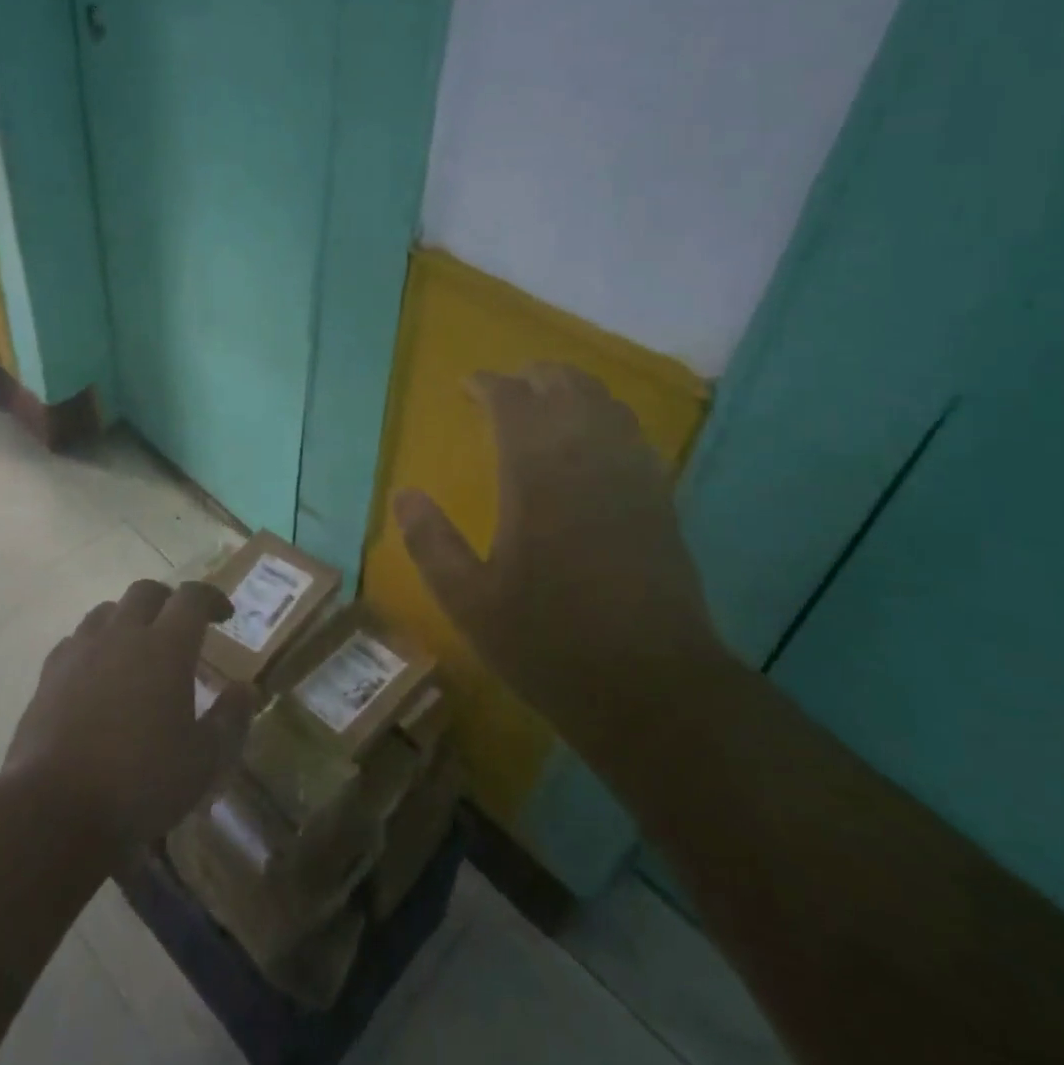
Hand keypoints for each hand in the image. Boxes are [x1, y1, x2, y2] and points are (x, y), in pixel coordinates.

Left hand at [5, 579, 255, 862]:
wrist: (52, 809)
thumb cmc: (140, 782)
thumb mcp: (203, 761)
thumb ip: (230, 719)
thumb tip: (245, 689)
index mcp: (167, 646)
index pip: (192, 597)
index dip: (211, 597)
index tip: (224, 614)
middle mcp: (123, 634)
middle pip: (146, 591)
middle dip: (168, 600)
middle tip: (181, 626)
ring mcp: (81, 651)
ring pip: (107, 610)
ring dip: (128, 618)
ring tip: (137, 647)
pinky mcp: (48, 675)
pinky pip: (76, 640)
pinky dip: (94, 644)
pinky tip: (97, 672)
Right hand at [393, 364, 726, 746]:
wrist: (653, 686)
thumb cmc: (550, 643)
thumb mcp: (470, 601)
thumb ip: (431, 542)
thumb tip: (404, 494)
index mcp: (536, 473)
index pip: (511, 400)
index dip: (486, 384)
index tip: (466, 387)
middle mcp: (587, 456)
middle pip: (564, 384)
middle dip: (531, 377)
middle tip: (504, 391)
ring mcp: (630, 473)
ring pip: (603, 400)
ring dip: (570, 389)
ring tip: (545, 403)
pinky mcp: (659, 496)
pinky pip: (631, 431)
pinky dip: (605, 416)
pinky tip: (593, 439)